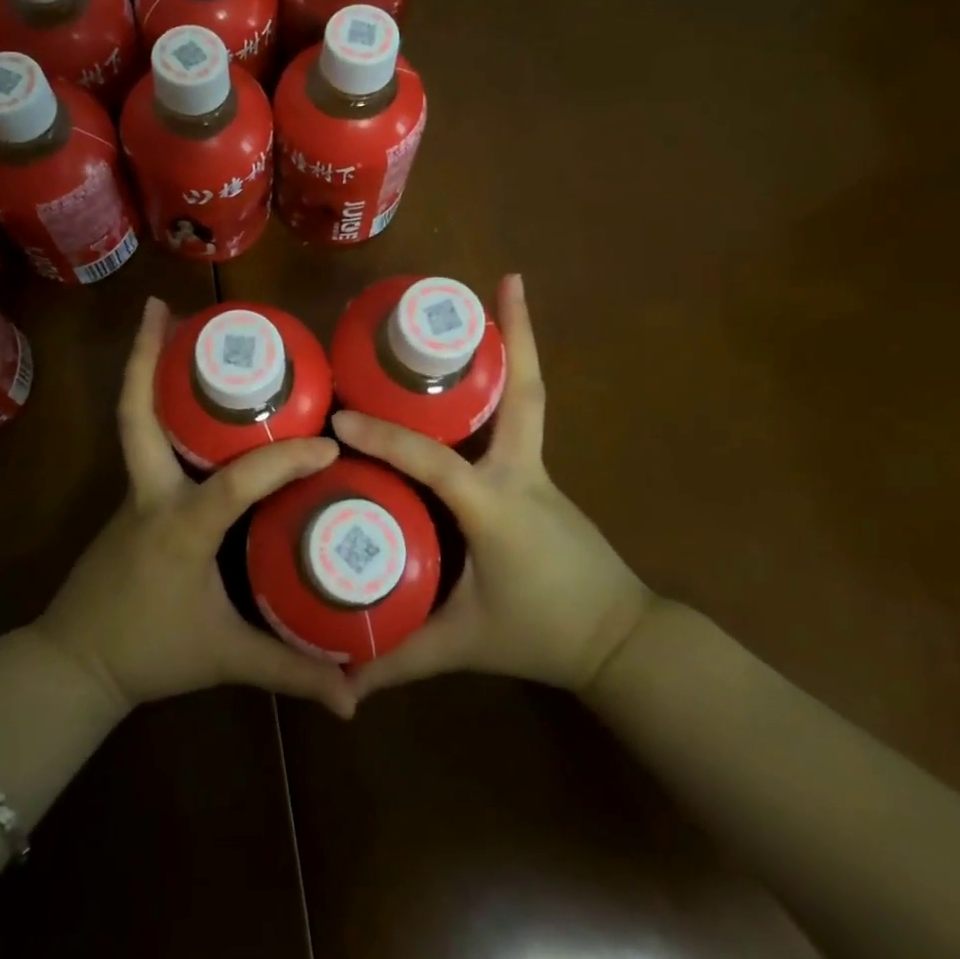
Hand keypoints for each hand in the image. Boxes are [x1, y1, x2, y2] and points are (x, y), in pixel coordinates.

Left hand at [34, 297, 356, 719]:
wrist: (76, 661)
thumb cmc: (152, 653)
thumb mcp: (227, 658)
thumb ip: (291, 670)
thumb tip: (357, 696)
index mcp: (181, 527)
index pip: (235, 482)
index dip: (283, 462)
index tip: (328, 447)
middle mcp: (152, 493)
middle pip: (138, 415)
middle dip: (145, 358)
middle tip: (165, 308)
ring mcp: (135, 489)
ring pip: (136, 419)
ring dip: (147, 368)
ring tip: (169, 324)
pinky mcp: (132, 494)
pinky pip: (144, 437)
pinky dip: (155, 401)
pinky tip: (182, 389)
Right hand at [333, 274, 652, 701]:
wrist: (619, 641)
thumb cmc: (539, 635)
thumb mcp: (461, 644)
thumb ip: (400, 658)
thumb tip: (339, 678)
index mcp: (494, 508)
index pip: (433, 461)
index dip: (386, 440)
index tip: (341, 419)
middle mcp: (520, 473)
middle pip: (523, 393)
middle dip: (518, 335)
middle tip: (504, 280)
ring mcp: (536, 468)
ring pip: (528, 395)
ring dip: (519, 345)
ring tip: (500, 298)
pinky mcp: (539, 473)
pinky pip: (521, 415)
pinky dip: (511, 379)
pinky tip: (490, 363)